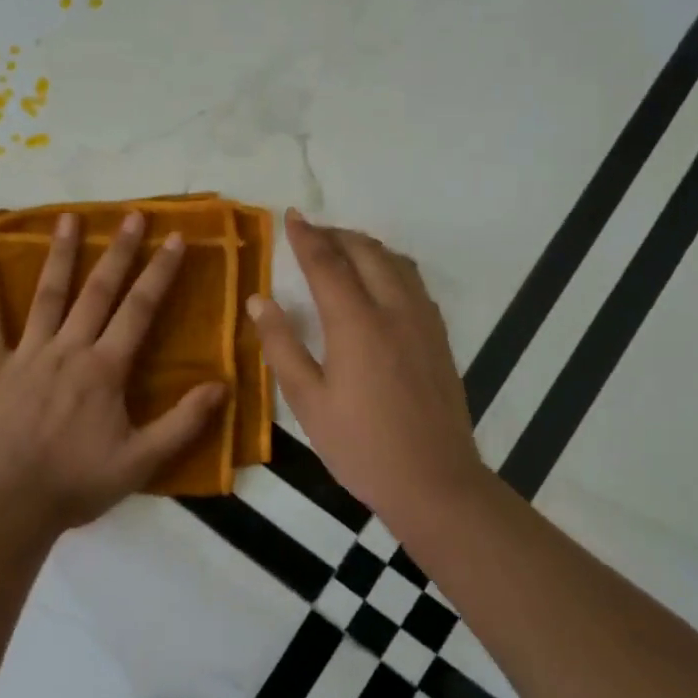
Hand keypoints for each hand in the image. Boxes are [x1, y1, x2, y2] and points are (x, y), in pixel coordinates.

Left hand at [0, 210, 227, 528]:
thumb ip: (183, 422)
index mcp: (105, 368)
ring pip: (47, 295)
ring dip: (60, 255)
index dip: (160, 272)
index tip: (175, 239)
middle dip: (118, 250)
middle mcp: (69, 349)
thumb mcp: (142, 461)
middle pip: (98, 290)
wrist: (12, 506)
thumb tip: (222, 386)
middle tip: (132, 215)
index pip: (139, 309)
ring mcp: (27, 354)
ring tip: (68, 218)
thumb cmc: (79, 482)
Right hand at [249, 210, 481, 521]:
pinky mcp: (439, 336)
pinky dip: (389, 265)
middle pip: (364, 251)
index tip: (290, 215)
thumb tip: (259, 300)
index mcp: (356, 322)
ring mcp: (423, 320)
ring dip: (364, 246)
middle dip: (335, 234)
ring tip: (340, 249)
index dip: (305, 236)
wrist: (436, 482)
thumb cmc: (361, 446)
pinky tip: (378, 281)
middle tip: (310, 232)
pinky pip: (413, 280)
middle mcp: (394, 309)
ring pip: (394, 261)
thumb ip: (281, 345)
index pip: (326, 262)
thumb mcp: (308, 401)